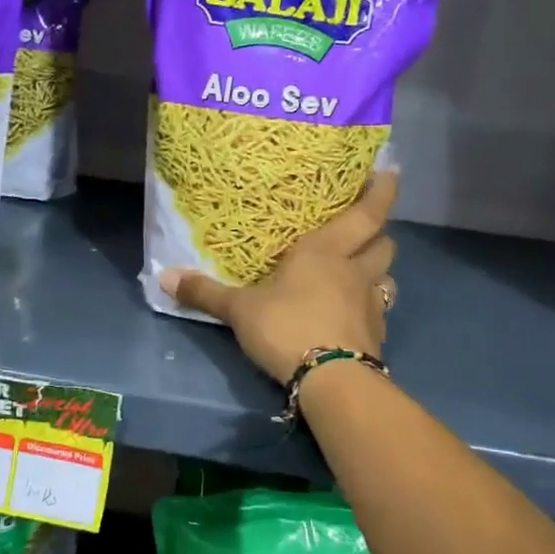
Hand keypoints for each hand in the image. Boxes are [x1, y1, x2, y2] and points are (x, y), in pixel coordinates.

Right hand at [162, 170, 397, 384]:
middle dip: (379, 233)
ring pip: (388, 276)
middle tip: (367, 229)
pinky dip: (373, 307)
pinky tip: (356, 315)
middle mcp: (355, 271)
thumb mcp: (239, 310)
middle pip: (384, 243)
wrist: (331, 381)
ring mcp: (371, 304)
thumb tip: (162, 277)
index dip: (383, 191)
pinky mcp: (377, 335)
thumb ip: (205, 293)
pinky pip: (381, 311)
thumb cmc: (287, 327)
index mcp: (325, 251)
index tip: (392, 172)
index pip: (367, 213)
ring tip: (364, 272)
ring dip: (380, 270)